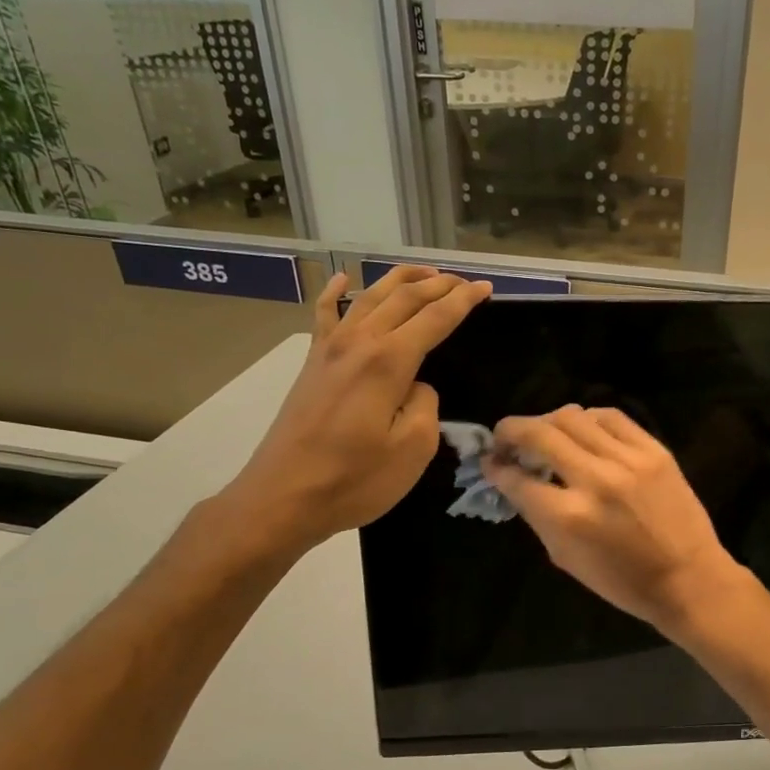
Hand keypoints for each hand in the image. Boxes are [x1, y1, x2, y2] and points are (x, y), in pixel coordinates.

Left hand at [221, 265, 490, 555]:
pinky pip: (325, 315)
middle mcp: (359, 342)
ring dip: (400, 280)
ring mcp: (330, 349)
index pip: (435, 318)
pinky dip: (336, 292)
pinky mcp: (312, 363)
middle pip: (403, 298)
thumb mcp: (413, 450)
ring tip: (425, 272)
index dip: (463, 301)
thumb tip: (416, 385)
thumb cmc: (354, 480)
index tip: (486, 289)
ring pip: (369, 297)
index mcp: (388, 361)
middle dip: (438, 285)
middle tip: (465, 282)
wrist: (283, 497)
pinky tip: (343, 279)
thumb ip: (425, 405)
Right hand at [484, 406, 749, 633]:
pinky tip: (583, 430)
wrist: (688, 578)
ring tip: (545, 433)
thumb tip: (513, 479)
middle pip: (539, 434)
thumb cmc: (622, 581)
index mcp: (568, 517)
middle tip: (505, 437)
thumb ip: (536, 514)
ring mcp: (628, 460)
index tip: (490, 462)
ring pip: (572, 416)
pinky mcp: (654, 450)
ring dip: (548, 421)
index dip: (495, 467)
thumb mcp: (565, 557)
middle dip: (511, 431)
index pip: (517, 478)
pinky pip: (611, 417)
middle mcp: (594, 480)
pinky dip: (588, 419)